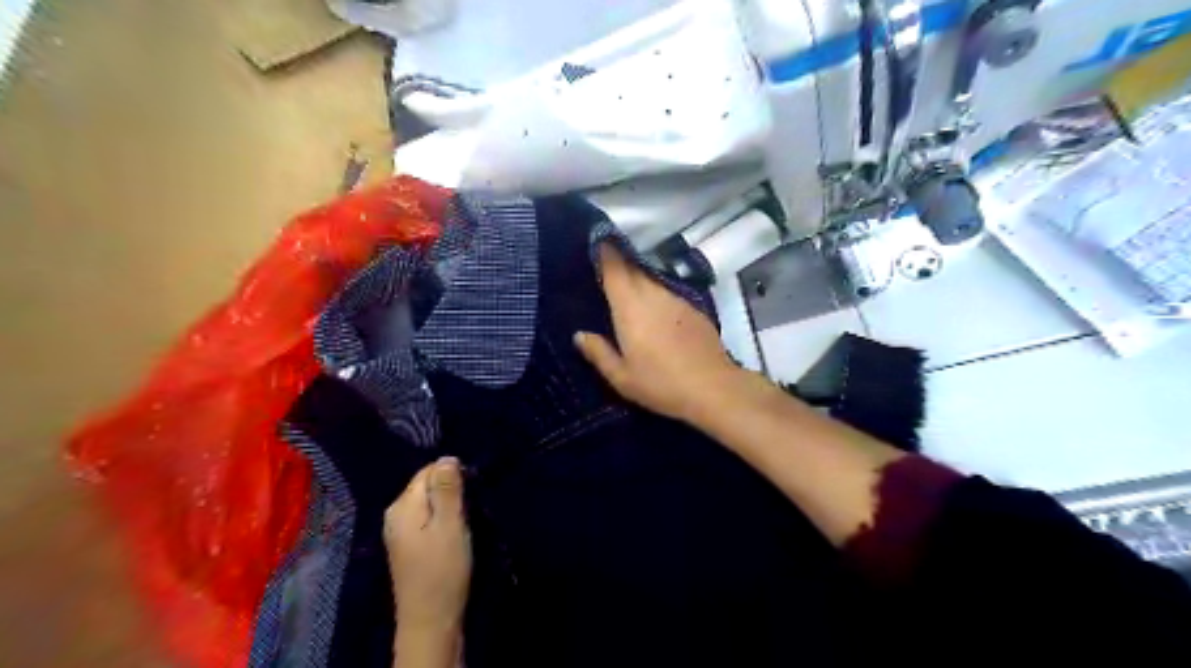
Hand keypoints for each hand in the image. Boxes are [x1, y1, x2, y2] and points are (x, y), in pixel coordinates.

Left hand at [385, 457, 470, 634]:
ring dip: (447, 506)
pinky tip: (452, 533)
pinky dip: (441, 520)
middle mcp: (394, 513)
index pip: (429, 470)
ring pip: (428, 502)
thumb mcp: (450, 524)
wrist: (429, 620)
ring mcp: (398, 530)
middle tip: (469, 509)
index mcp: (402, 505)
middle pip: (426, 485)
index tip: (471, 493)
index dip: (453, 476)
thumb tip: (447, 456)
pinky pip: (425, 517)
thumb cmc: (442, 569)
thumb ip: (447, 489)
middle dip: (450, 490)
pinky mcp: (407, 544)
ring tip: (464, 521)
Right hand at [578, 243, 741, 423]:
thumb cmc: (661, 384)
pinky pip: (667, 293)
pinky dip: (656, 295)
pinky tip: (655, 312)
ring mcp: (676, 299)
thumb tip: (579, 335)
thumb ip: (598, 353)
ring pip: (651, 280)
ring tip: (627, 290)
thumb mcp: (622, 377)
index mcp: (630, 307)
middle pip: (633, 269)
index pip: (614, 268)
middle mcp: (653, 294)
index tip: (596, 242)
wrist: (713, 388)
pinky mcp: (693, 309)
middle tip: (605, 266)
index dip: (605, 252)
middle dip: (619, 263)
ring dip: (638, 279)